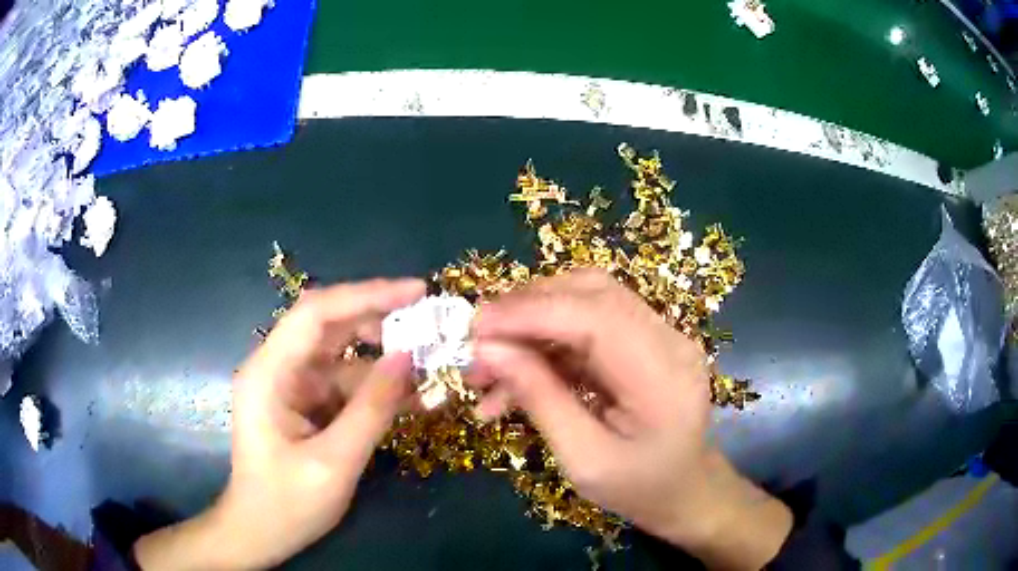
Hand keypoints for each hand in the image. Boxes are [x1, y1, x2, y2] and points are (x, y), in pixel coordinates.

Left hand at [134, 279, 425, 570]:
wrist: (260, 533)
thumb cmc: (287, 504)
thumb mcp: (334, 462)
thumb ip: (371, 409)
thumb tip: (409, 357)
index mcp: (269, 373)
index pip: (316, 313)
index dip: (366, 295)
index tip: (416, 292)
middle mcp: (277, 367)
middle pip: (329, 326)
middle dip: (379, 321)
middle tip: (429, 326)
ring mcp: (291, 385)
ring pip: (341, 355)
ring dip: (382, 359)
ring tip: (429, 365)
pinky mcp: (304, 403)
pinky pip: (343, 383)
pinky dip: (375, 387)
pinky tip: (408, 397)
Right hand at [470, 270, 791, 569]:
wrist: (685, 491)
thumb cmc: (640, 489)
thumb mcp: (584, 459)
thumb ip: (540, 399)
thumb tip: (488, 350)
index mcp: (663, 375)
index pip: (594, 315)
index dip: (529, 312)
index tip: (474, 328)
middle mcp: (668, 339)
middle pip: (590, 291)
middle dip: (525, 310)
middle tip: (476, 345)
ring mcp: (660, 335)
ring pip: (585, 300)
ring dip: (530, 324)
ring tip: (488, 366)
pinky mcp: (644, 341)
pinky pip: (588, 324)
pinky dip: (546, 342)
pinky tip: (515, 376)